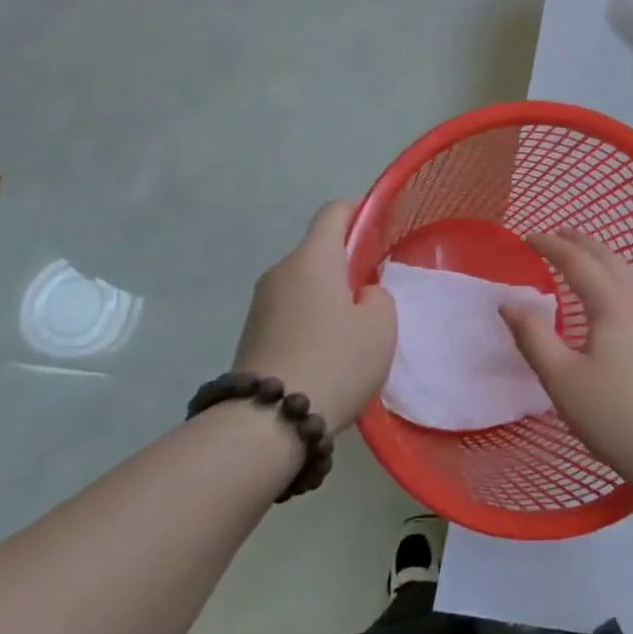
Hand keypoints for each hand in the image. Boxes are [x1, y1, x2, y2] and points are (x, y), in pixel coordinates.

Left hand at [233, 201, 395, 429]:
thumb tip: (359, 295)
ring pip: (304, 285)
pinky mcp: (251, 335)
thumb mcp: (381, 325)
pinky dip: (310, 323)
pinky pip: (290, 313)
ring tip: (353, 333)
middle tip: (375, 295)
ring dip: (328, 298)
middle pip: (319, 252)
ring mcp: (261, 305)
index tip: (380, 229)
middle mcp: (281, 271)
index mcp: (314, 258)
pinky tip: (328, 355)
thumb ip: (377, 296)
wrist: (268, 421)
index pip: (334, 212)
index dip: (359, 212)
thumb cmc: (336, 360)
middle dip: (347, 266)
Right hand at [500, 231, 632, 489]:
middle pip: (607, 257)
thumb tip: (508, 303)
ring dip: (600, 254)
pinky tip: (610, 290)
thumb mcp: (561, 379)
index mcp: (611, 304)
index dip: (551, 245)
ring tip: (579, 254)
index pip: (578, 261)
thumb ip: (533, 337)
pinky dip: (615, 272)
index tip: (527, 237)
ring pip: (626, 270)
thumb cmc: (611, 414)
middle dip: (579, 241)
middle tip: (553, 235)